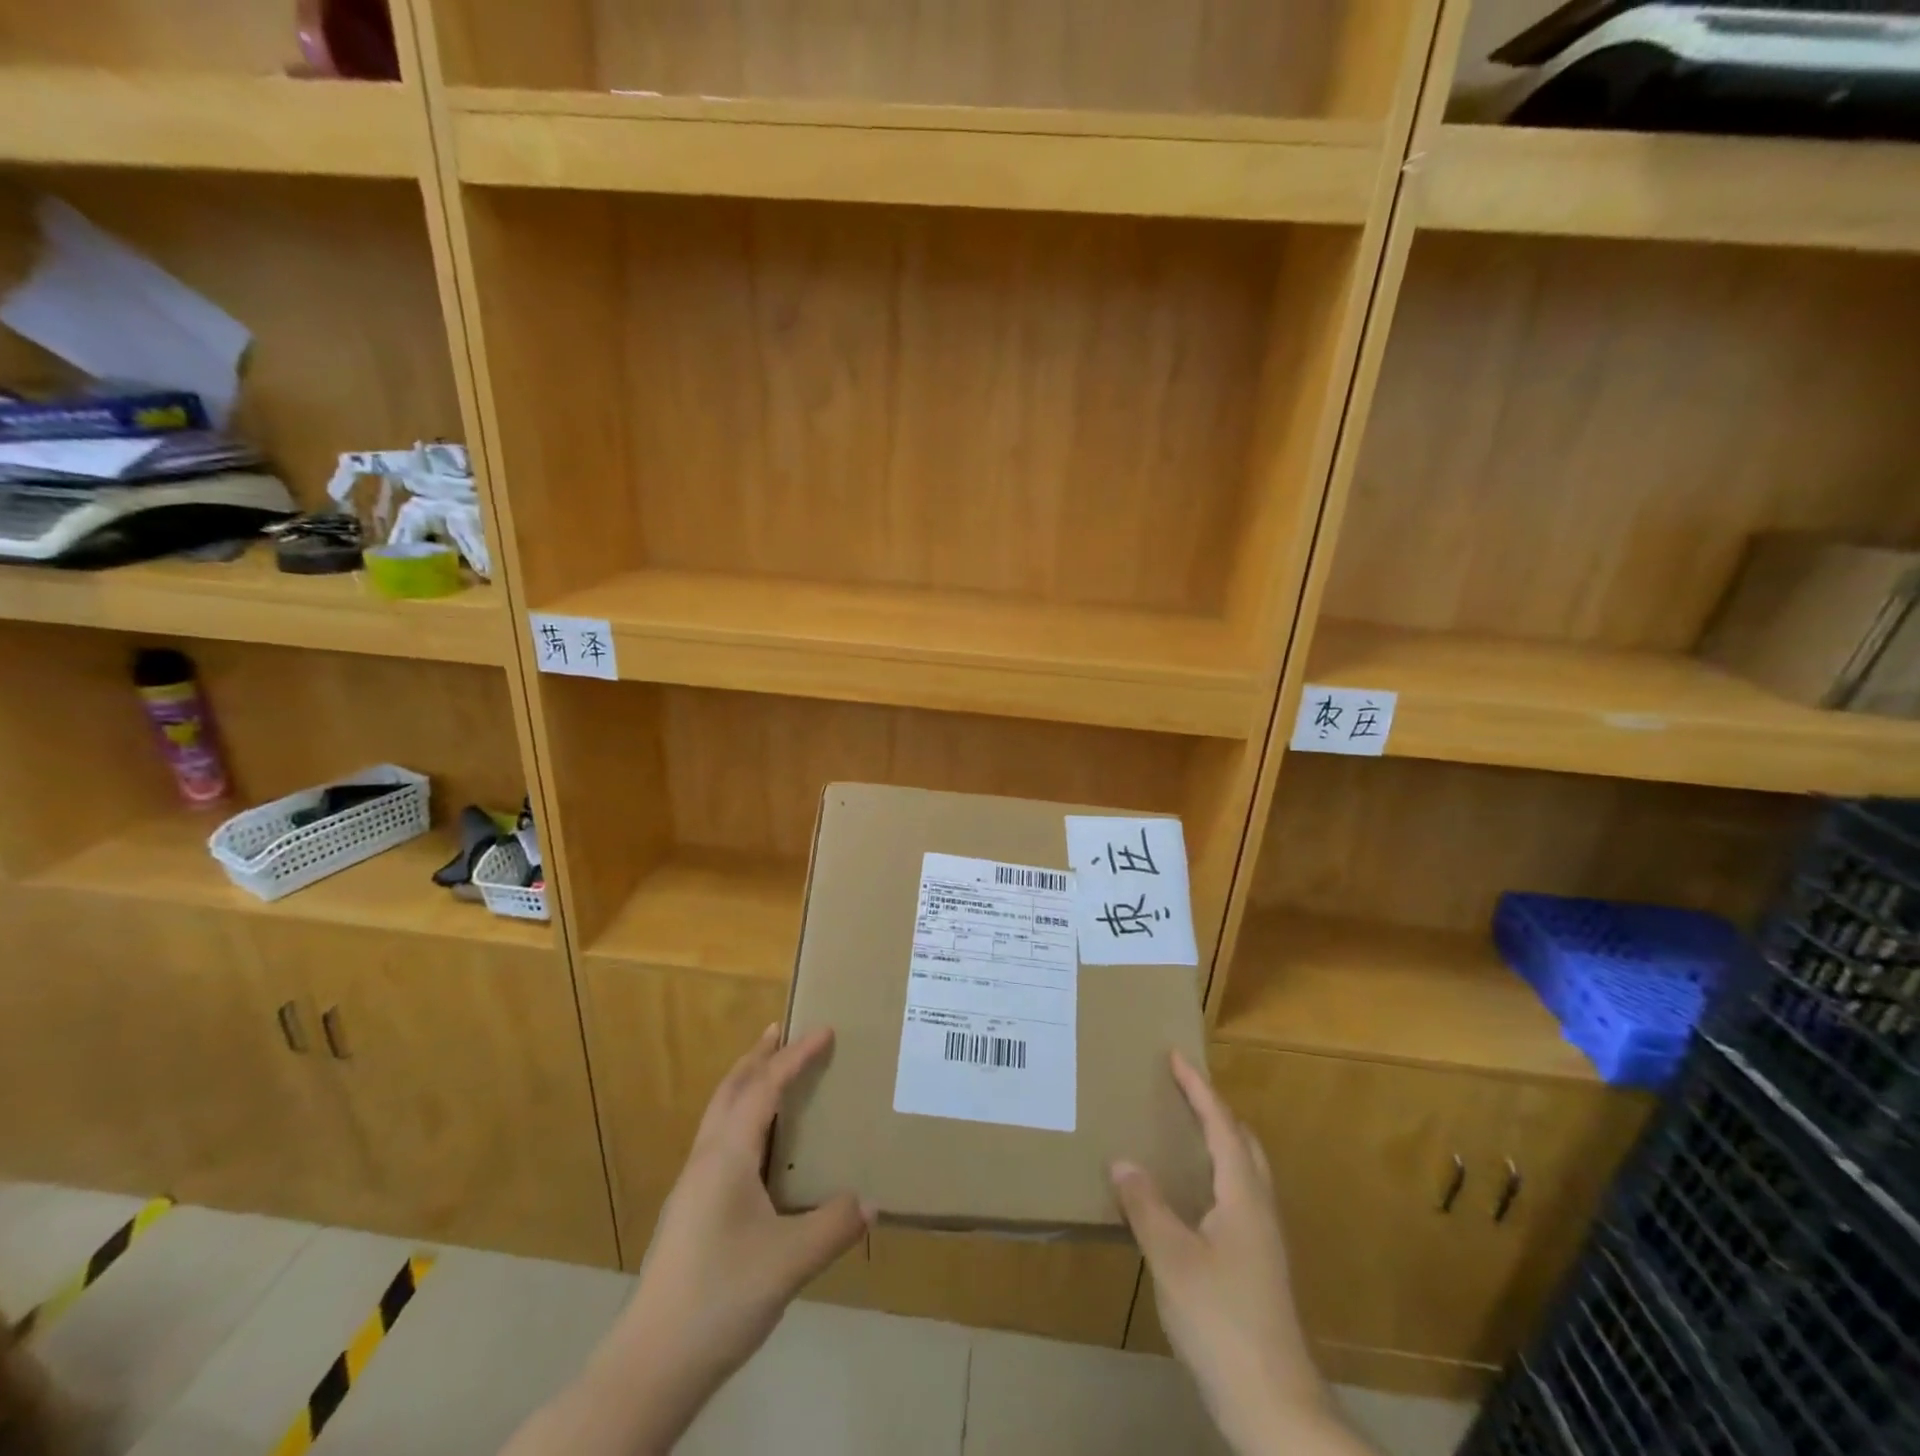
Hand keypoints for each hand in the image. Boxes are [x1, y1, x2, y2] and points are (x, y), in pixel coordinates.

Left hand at [520, 1025, 870, 1455]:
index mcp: (726, 1156)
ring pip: (720, 1114)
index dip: (795, 1056)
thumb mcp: (790, 1262)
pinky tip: (759, 1147)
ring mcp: (692, 1186)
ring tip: (771, 1075)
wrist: (650, 1364)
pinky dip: (742, 1118)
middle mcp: (706, 1159)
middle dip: (757, 1056)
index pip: (765, 1087)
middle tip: (782, 1030)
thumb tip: (871, 1203)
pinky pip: (719, 1141)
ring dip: (746, 1085)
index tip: (825, 1031)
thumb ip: (834, 1226)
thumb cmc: (721, 1297)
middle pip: (731, 1089)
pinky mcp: (689, 1211)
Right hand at [1111, 1053, 1342, 1455]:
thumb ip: (1146, 1205)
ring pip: (1244, 1172)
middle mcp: (1259, 1208)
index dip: (1199, 1088)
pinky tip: (1188, 1197)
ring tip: (1181, 1132)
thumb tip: (1122, 1161)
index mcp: (1243, 1195)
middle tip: (1181, 1090)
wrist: (1274, 1405)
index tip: (1176, 1056)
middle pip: (1243, 1142)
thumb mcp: (1172, 1258)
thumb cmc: (1222, 1321)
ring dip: (1217, 1141)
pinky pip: (1237, 1197)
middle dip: (1214, 1110)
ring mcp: (1263, 1241)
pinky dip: (1214, 1175)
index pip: (1221, 1124)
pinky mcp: (1258, 1267)